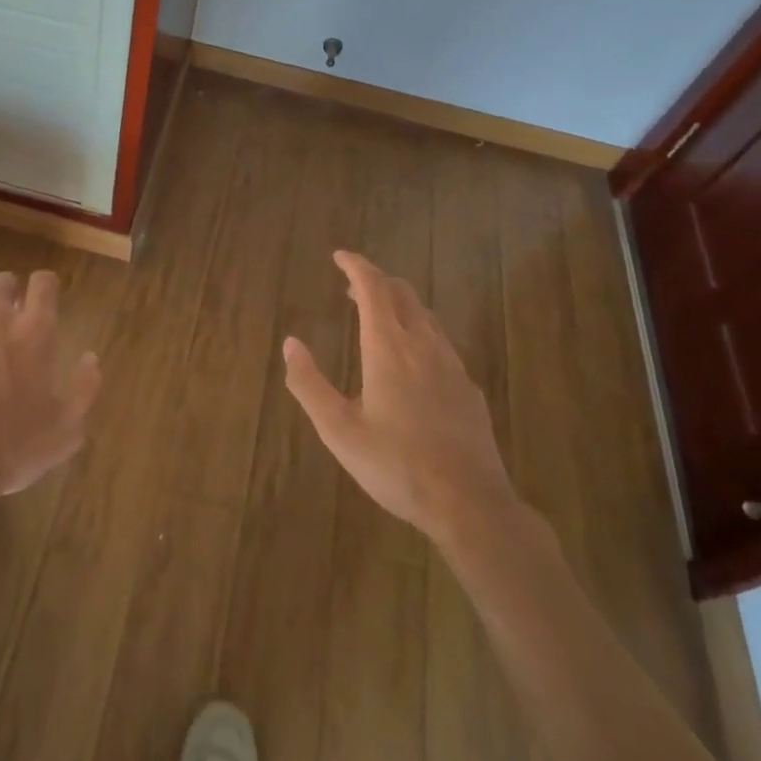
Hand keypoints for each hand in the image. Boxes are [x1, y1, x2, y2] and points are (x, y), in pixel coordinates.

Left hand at [0, 270, 100, 519]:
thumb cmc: (13, 446)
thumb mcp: (66, 428)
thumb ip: (84, 387)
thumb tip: (90, 358)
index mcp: (34, 331)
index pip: (43, 281)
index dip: (46, 287)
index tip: (46, 302)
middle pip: (3, 280)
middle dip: (9, 293)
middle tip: (12, 319)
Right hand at [285, 251, 519, 547]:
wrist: (469, 504)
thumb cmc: (395, 465)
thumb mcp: (338, 429)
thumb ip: (309, 383)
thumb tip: (290, 343)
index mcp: (388, 348)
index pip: (373, 288)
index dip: (356, 266)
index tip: (340, 256)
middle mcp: (423, 345)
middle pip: (402, 294)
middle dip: (376, 282)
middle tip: (353, 287)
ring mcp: (452, 366)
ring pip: (425, 316)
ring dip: (399, 305)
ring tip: (379, 317)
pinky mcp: (468, 388)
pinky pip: (441, 342)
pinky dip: (419, 331)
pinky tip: (413, 359)